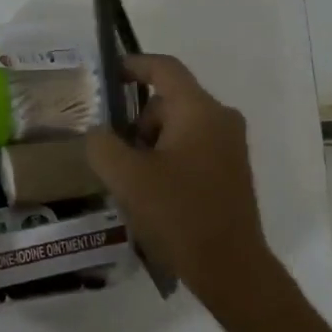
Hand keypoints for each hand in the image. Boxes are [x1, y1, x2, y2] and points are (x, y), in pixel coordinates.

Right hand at [84, 54, 287, 315]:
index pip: (164, 69)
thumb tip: (99, 133)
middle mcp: (221, 118)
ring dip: (152, 144)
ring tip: (133, 182)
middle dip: (137, 121)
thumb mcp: (127, 178)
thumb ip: (103, 145)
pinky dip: (169, 158)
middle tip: (114, 154)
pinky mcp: (232, 170)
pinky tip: (154, 193)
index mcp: (199, 110)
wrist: (230, 266)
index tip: (108, 74)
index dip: (134, 65)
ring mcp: (231, 145)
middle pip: (169, 101)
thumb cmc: (178, 214)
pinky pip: (193, 147)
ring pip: (180, 127)